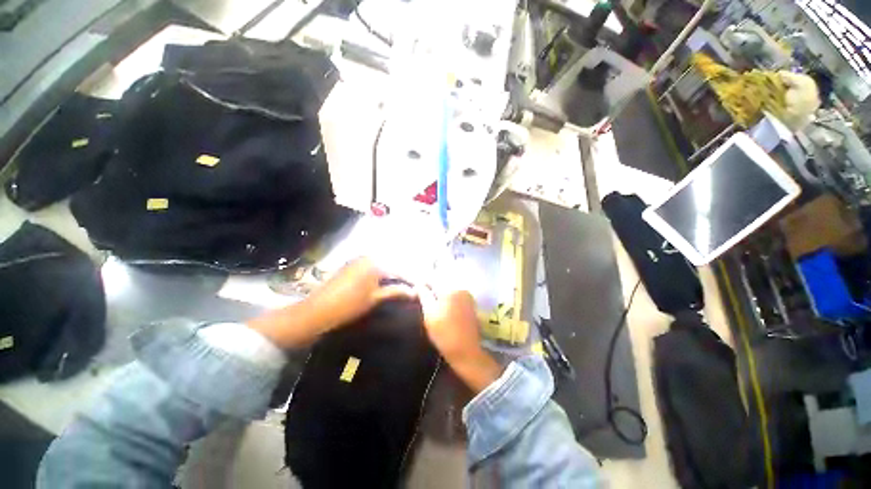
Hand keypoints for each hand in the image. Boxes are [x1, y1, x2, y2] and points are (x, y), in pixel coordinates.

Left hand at [247, 258, 413, 347]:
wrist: (317, 310)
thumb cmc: (348, 305)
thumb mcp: (375, 298)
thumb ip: (396, 291)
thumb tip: (415, 291)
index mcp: (376, 263)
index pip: (401, 269)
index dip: (412, 278)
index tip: (422, 286)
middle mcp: (369, 256)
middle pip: (393, 264)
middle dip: (404, 275)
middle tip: (414, 286)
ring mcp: (359, 259)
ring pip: (383, 264)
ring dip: (393, 273)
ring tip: (403, 284)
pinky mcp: (352, 264)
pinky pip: (373, 266)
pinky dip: (382, 273)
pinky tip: (387, 281)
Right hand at [418, 289, 502, 392]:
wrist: (466, 351)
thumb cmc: (444, 333)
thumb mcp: (429, 313)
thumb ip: (424, 295)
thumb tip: (419, 284)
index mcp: (450, 288)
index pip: (432, 278)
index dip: (422, 282)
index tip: (415, 288)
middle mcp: (461, 288)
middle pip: (442, 282)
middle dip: (431, 287)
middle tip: (421, 295)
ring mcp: (468, 296)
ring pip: (449, 289)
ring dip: (440, 292)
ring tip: (430, 302)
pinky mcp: (471, 304)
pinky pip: (456, 295)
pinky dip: (448, 298)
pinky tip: (443, 307)